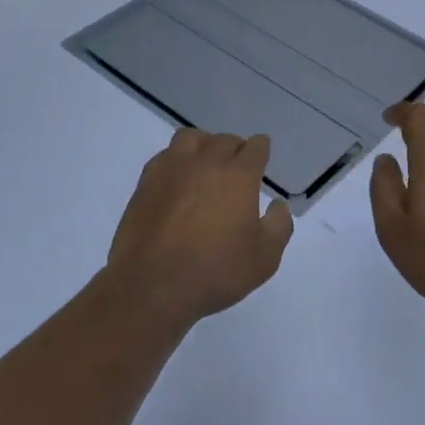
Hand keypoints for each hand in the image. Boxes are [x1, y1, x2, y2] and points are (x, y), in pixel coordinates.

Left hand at [104, 128, 294, 323]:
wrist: (152, 286)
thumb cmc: (215, 272)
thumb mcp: (264, 258)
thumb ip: (278, 226)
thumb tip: (278, 205)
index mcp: (238, 175)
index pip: (255, 147)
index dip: (261, 149)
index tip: (262, 156)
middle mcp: (206, 162)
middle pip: (225, 140)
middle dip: (236, 149)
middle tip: (237, 168)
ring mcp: (172, 169)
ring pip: (192, 138)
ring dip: (204, 145)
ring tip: (205, 164)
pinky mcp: (146, 182)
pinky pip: (165, 155)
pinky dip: (177, 159)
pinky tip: (178, 179)